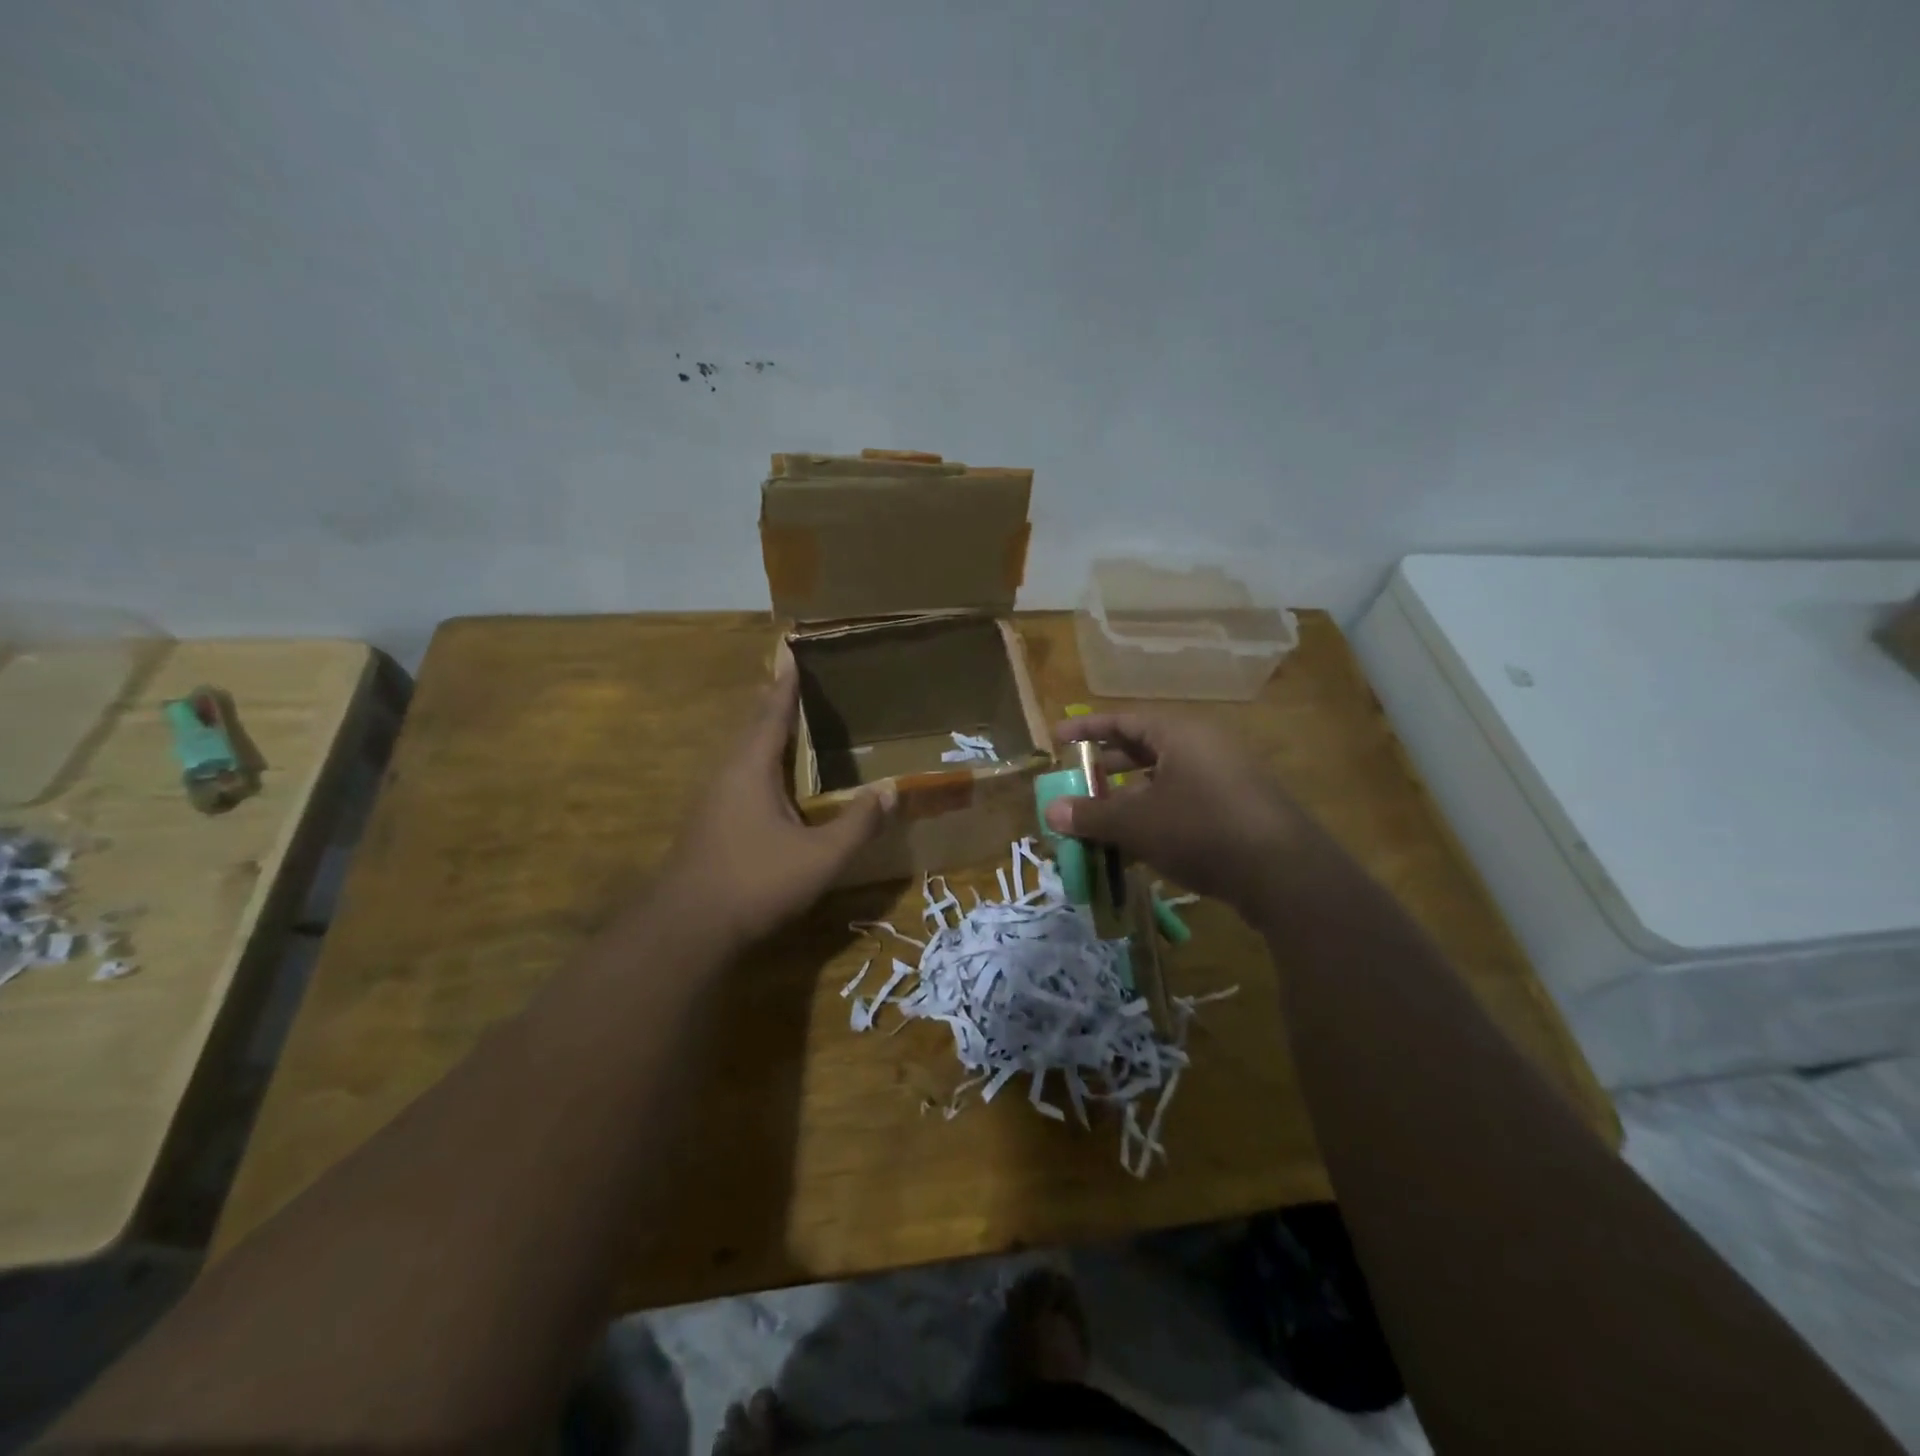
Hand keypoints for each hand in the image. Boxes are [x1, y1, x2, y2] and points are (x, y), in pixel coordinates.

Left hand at [659, 656, 893, 948]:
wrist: (687, 929)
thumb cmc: (755, 882)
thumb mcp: (820, 857)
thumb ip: (858, 823)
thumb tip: (892, 790)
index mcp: (751, 769)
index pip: (772, 713)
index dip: (785, 683)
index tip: (791, 650)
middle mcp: (727, 773)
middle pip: (753, 726)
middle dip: (774, 701)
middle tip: (797, 679)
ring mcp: (713, 799)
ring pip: (743, 752)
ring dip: (765, 732)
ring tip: (790, 722)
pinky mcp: (709, 822)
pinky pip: (739, 774)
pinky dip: (760, 761)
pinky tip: (775, 780)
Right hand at [1044, 713, 1306, 915]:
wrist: (1284, 874)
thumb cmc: (1201, 830)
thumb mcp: (1137, 824)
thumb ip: (1091, 816)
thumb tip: (1050, 811)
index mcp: (1179, 733)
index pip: (1123, 720)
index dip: (1086, 728)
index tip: (1057, 738)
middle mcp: (1204, 746)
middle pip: (1144, 748)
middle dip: (1107, 766)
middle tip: (1077, 781)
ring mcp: (1226, 776)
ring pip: (1165, 778)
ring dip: (1130, 797)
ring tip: (1102, 819)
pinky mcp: (1238, 808)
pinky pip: (1186, 800)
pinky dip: (1156, 815)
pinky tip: (1139, 846)